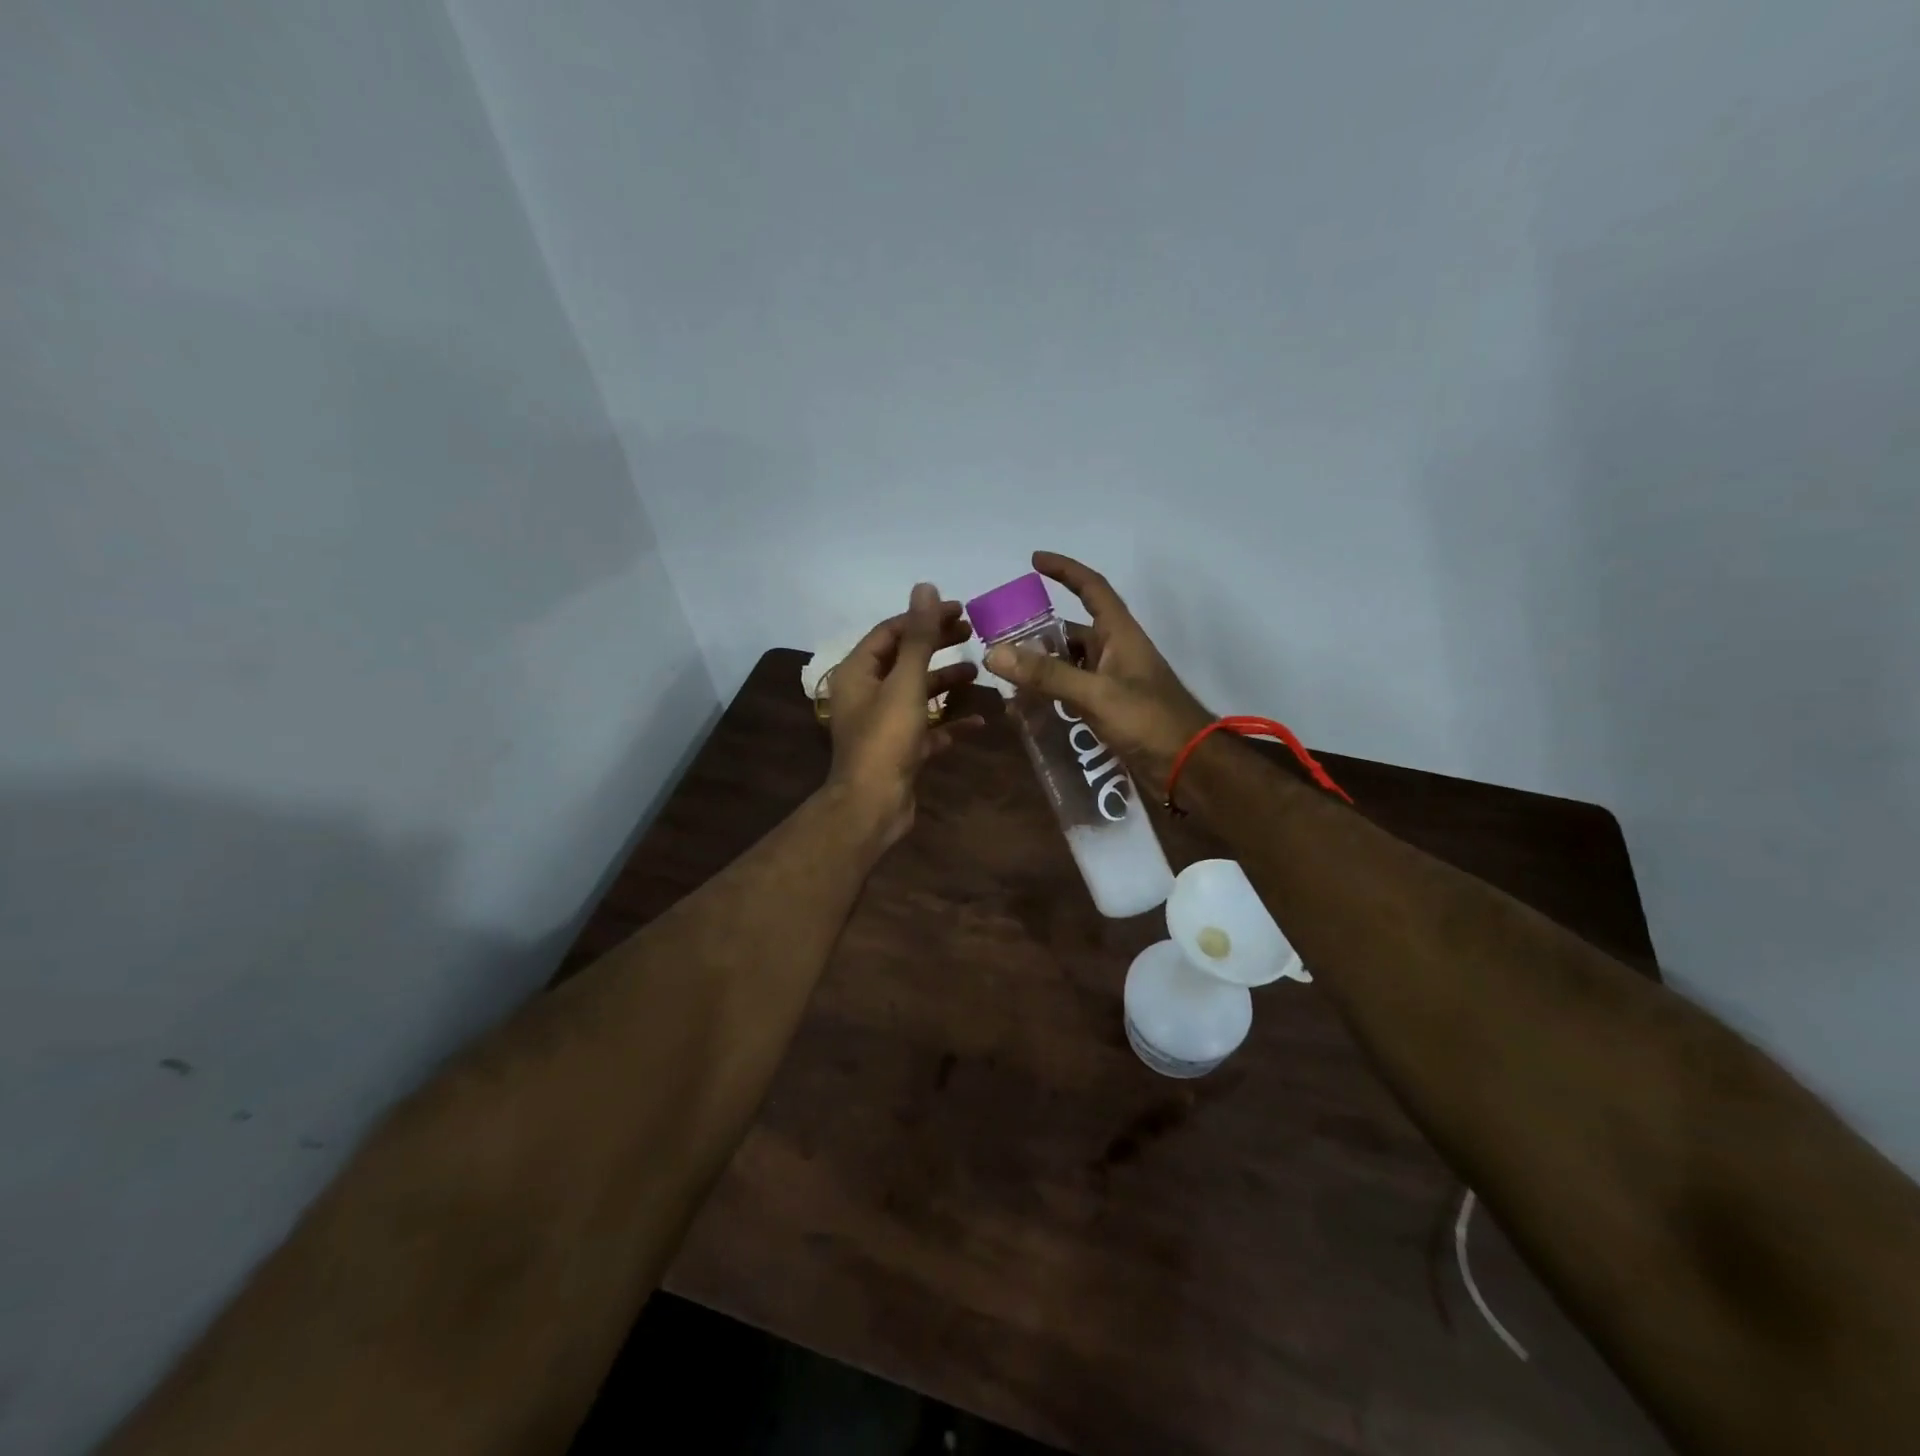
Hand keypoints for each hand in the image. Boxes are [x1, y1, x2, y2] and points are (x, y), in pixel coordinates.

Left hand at [825, 583, 979, 846]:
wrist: (873, 805)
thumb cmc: (886, 739)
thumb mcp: (905, 683)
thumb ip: (918, 637)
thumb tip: (925, 587)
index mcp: (858, 673)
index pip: (890, 632)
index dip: (923, 617)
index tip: (958, 609)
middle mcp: (867, 694)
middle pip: (904, 659)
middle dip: (936, 645)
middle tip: (971, 632)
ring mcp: (883, 724)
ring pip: (917, 693)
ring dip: (945, 681)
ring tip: (978, 670)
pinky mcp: (900, 750)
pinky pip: (928, 728)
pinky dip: (950, 721)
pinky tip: (979, 720)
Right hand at [983, 551, 1211, 797]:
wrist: (1187, 767)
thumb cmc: (1149, 721)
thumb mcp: (1095, 694)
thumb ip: (1047, 675)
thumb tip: (994, 652)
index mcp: (1120, 635)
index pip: (1092, 588)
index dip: (1065, 570)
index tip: (1034, 560)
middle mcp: (1115, 653)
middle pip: (1071, 632)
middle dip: (1038, 633)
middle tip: (999, 640)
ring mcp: (1112, 683)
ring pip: (1068, 666)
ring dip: (1040, 669)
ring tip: (1004, 677)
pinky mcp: (1109, 711)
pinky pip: (1072, 694)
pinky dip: (1050, 696)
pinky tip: (1026, 709)